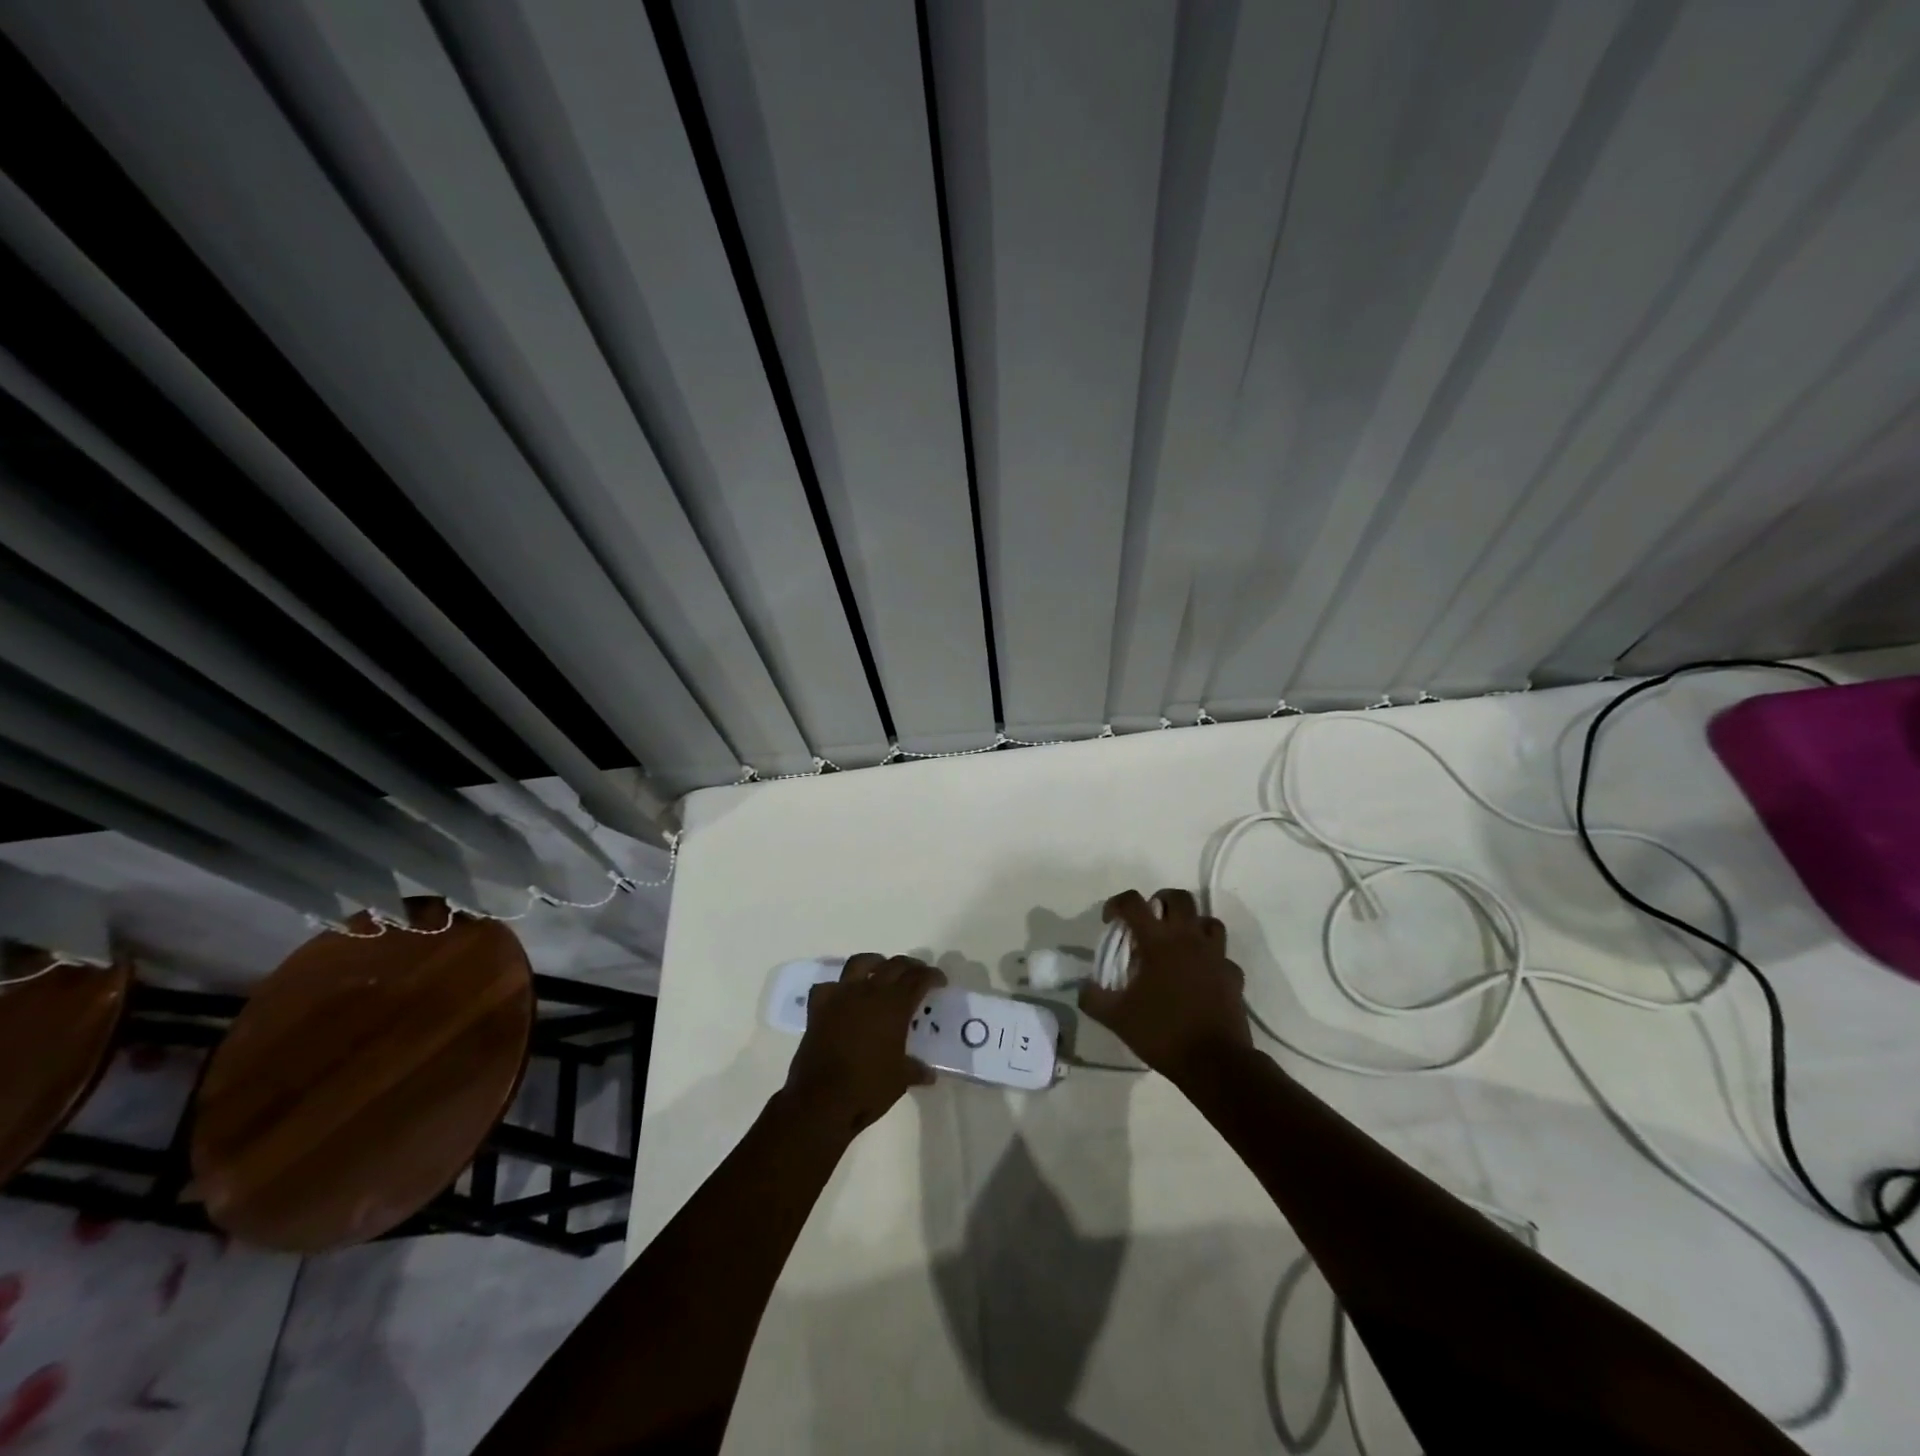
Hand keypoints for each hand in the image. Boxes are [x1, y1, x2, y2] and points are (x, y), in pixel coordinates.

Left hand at [784, 954, 944, 1134]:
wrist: (821, 1100)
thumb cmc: (868, 1088)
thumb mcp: (900, 1080)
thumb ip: (915, 1070)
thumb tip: (929, 1073)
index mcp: (894, 1006)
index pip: (918, 979)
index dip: (932, 976)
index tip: (940, 982)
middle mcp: (869, 992)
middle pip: (894, 965)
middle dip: (910, 966)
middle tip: (917, 975)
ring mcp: (841, 996)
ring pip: (860, 963)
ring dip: (875, 963)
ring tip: (881, 970)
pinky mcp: (818, 1007)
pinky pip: (828, 986)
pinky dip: (838, 987)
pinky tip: (843, 996)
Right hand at [1078, 888, 1250, 1083]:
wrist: (1215, 1062)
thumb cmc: (1163, 1033)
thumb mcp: (1116, 1018)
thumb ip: (1094, 998)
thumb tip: (1083, 987)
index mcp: (1158, 942)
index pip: (1133, 903)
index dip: (1117, 904)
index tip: (1111, 920)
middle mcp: (1188, 939)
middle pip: (1180, 898)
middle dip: (1162, 901)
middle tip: (1150, 920)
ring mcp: (1216, 956)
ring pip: (1208, 921)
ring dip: (1192, 924)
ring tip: (1178, 942)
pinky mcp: (1233, 976)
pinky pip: (1223, 956)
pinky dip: (1211, 959)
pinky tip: (1201, 975)